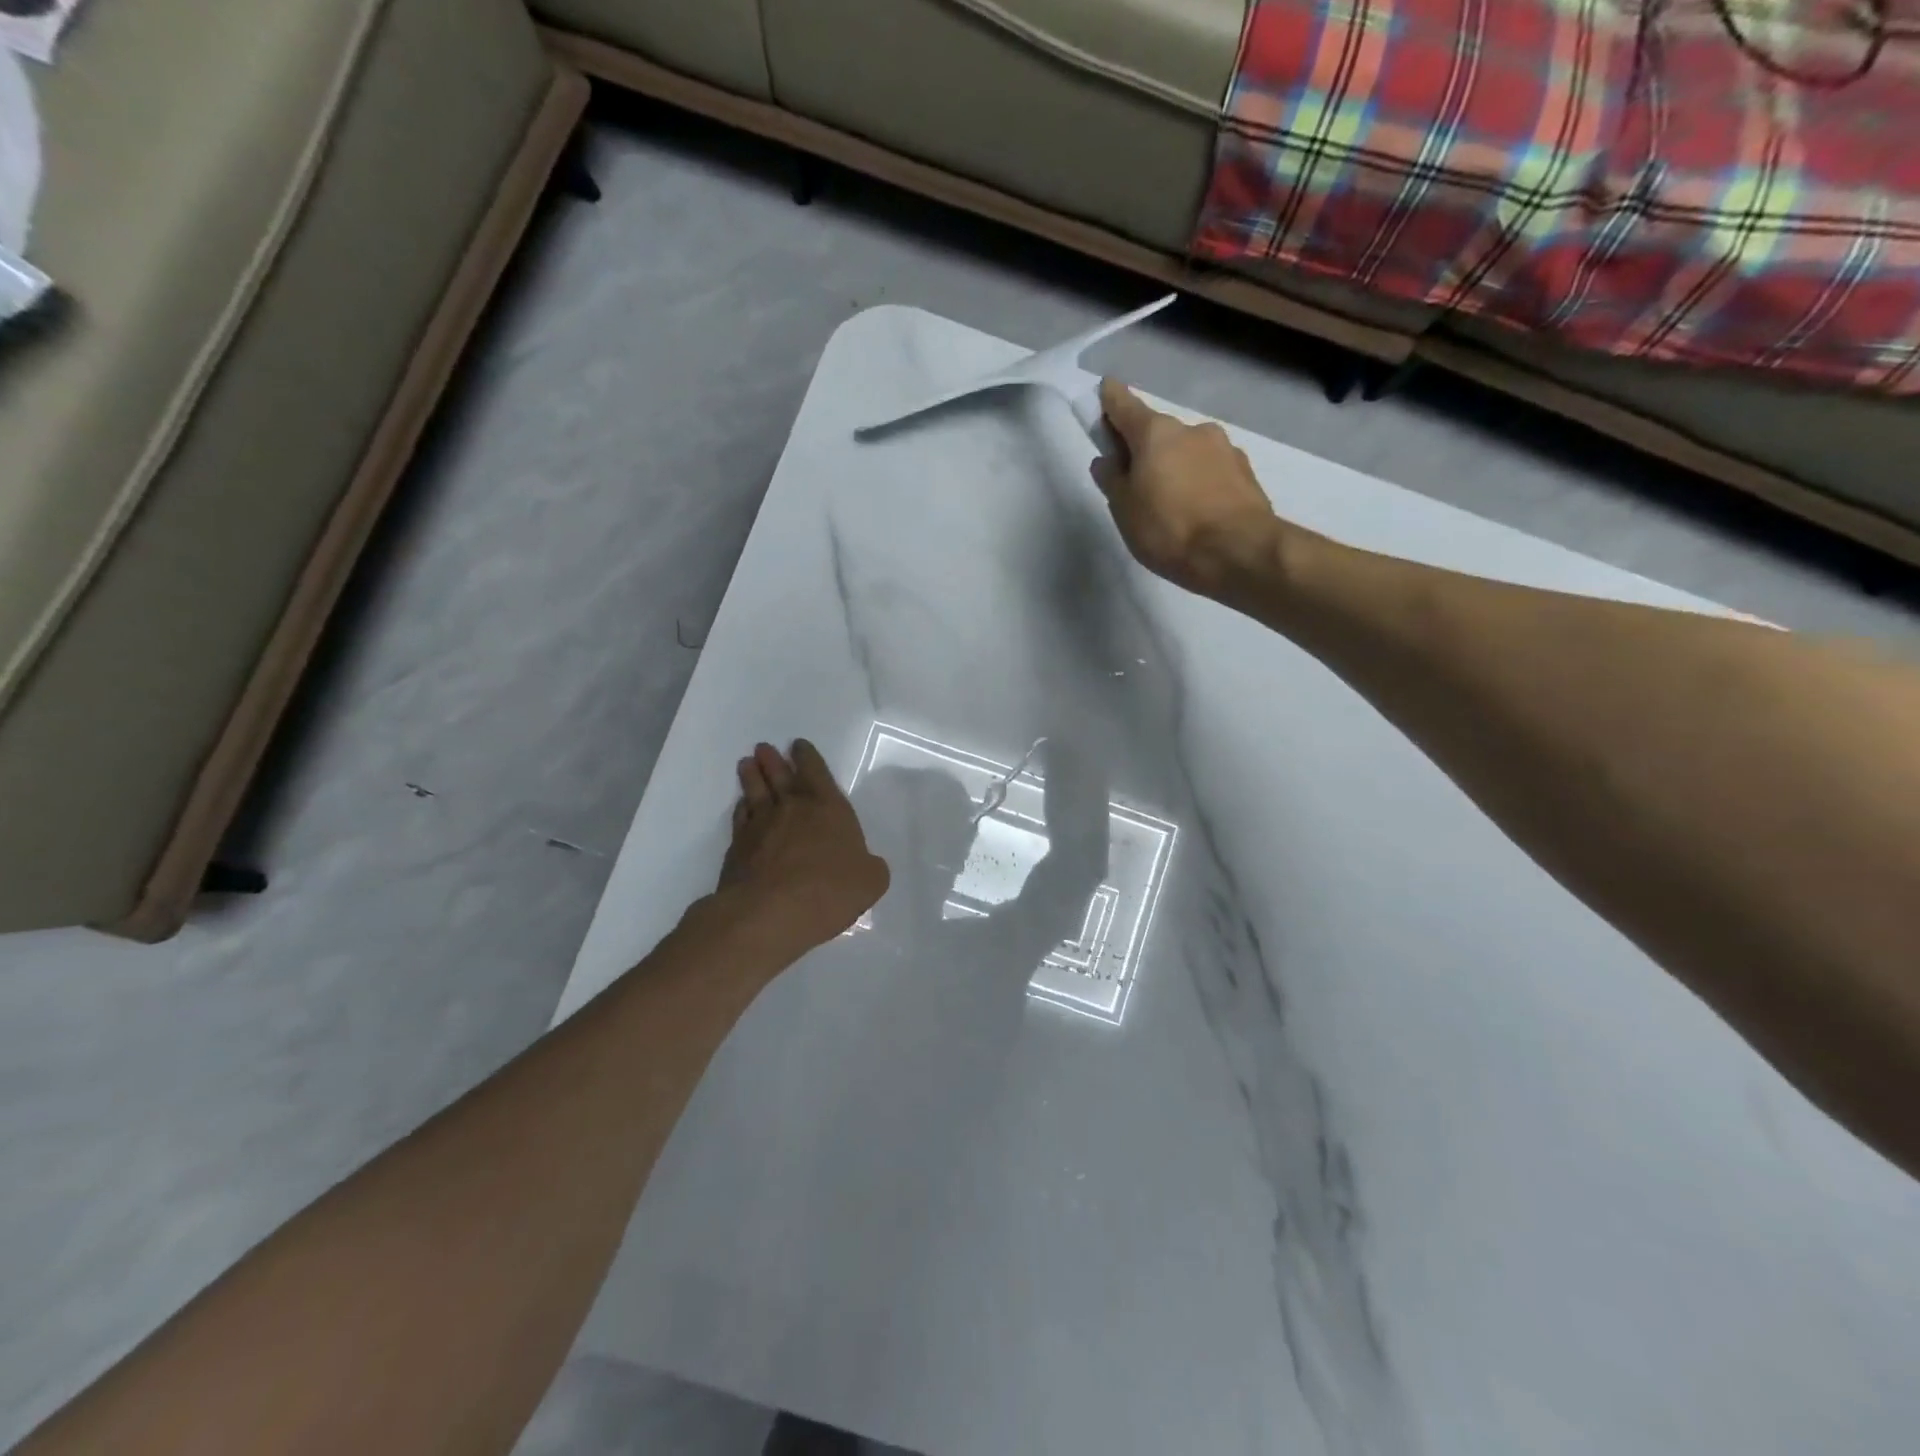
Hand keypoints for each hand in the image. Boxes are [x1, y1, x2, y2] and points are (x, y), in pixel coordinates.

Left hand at [717, 740, 890, 952]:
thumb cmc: (828, 891)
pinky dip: (742, 808)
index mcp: (828, 808)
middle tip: (764, 748)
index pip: (816, 772)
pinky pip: (741, 818)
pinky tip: (742, 806)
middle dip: (774, 760)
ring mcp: (761, 826)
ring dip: (752, 776)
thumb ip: (870, 867)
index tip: (798, 745)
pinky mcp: (738, 847)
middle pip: (780, 775)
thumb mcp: (870, 881)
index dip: (807, 757)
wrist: (769, 913)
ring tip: (747, 764)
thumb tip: (865, 866)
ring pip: (755, 792)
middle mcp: (793, 808)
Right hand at [1092, 379, 1283, 600]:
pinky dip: (1199, 482)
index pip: (1124, 405)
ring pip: (1188, 452)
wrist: (1240, 552)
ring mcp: (1224, 448)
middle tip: (1135, 482)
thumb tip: (1107, 460)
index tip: (1104, 393)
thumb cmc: (1170, 530)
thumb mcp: (1125, 510)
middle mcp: (1192, 429)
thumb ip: (1112, 480)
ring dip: (1176, 467)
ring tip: (1171, 505)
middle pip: (1159, 433)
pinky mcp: (1246, 472)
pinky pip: (1211, 471)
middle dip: (1145, 449)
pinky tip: (1198, 511)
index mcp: (1156, 433)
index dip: (1110, 400)